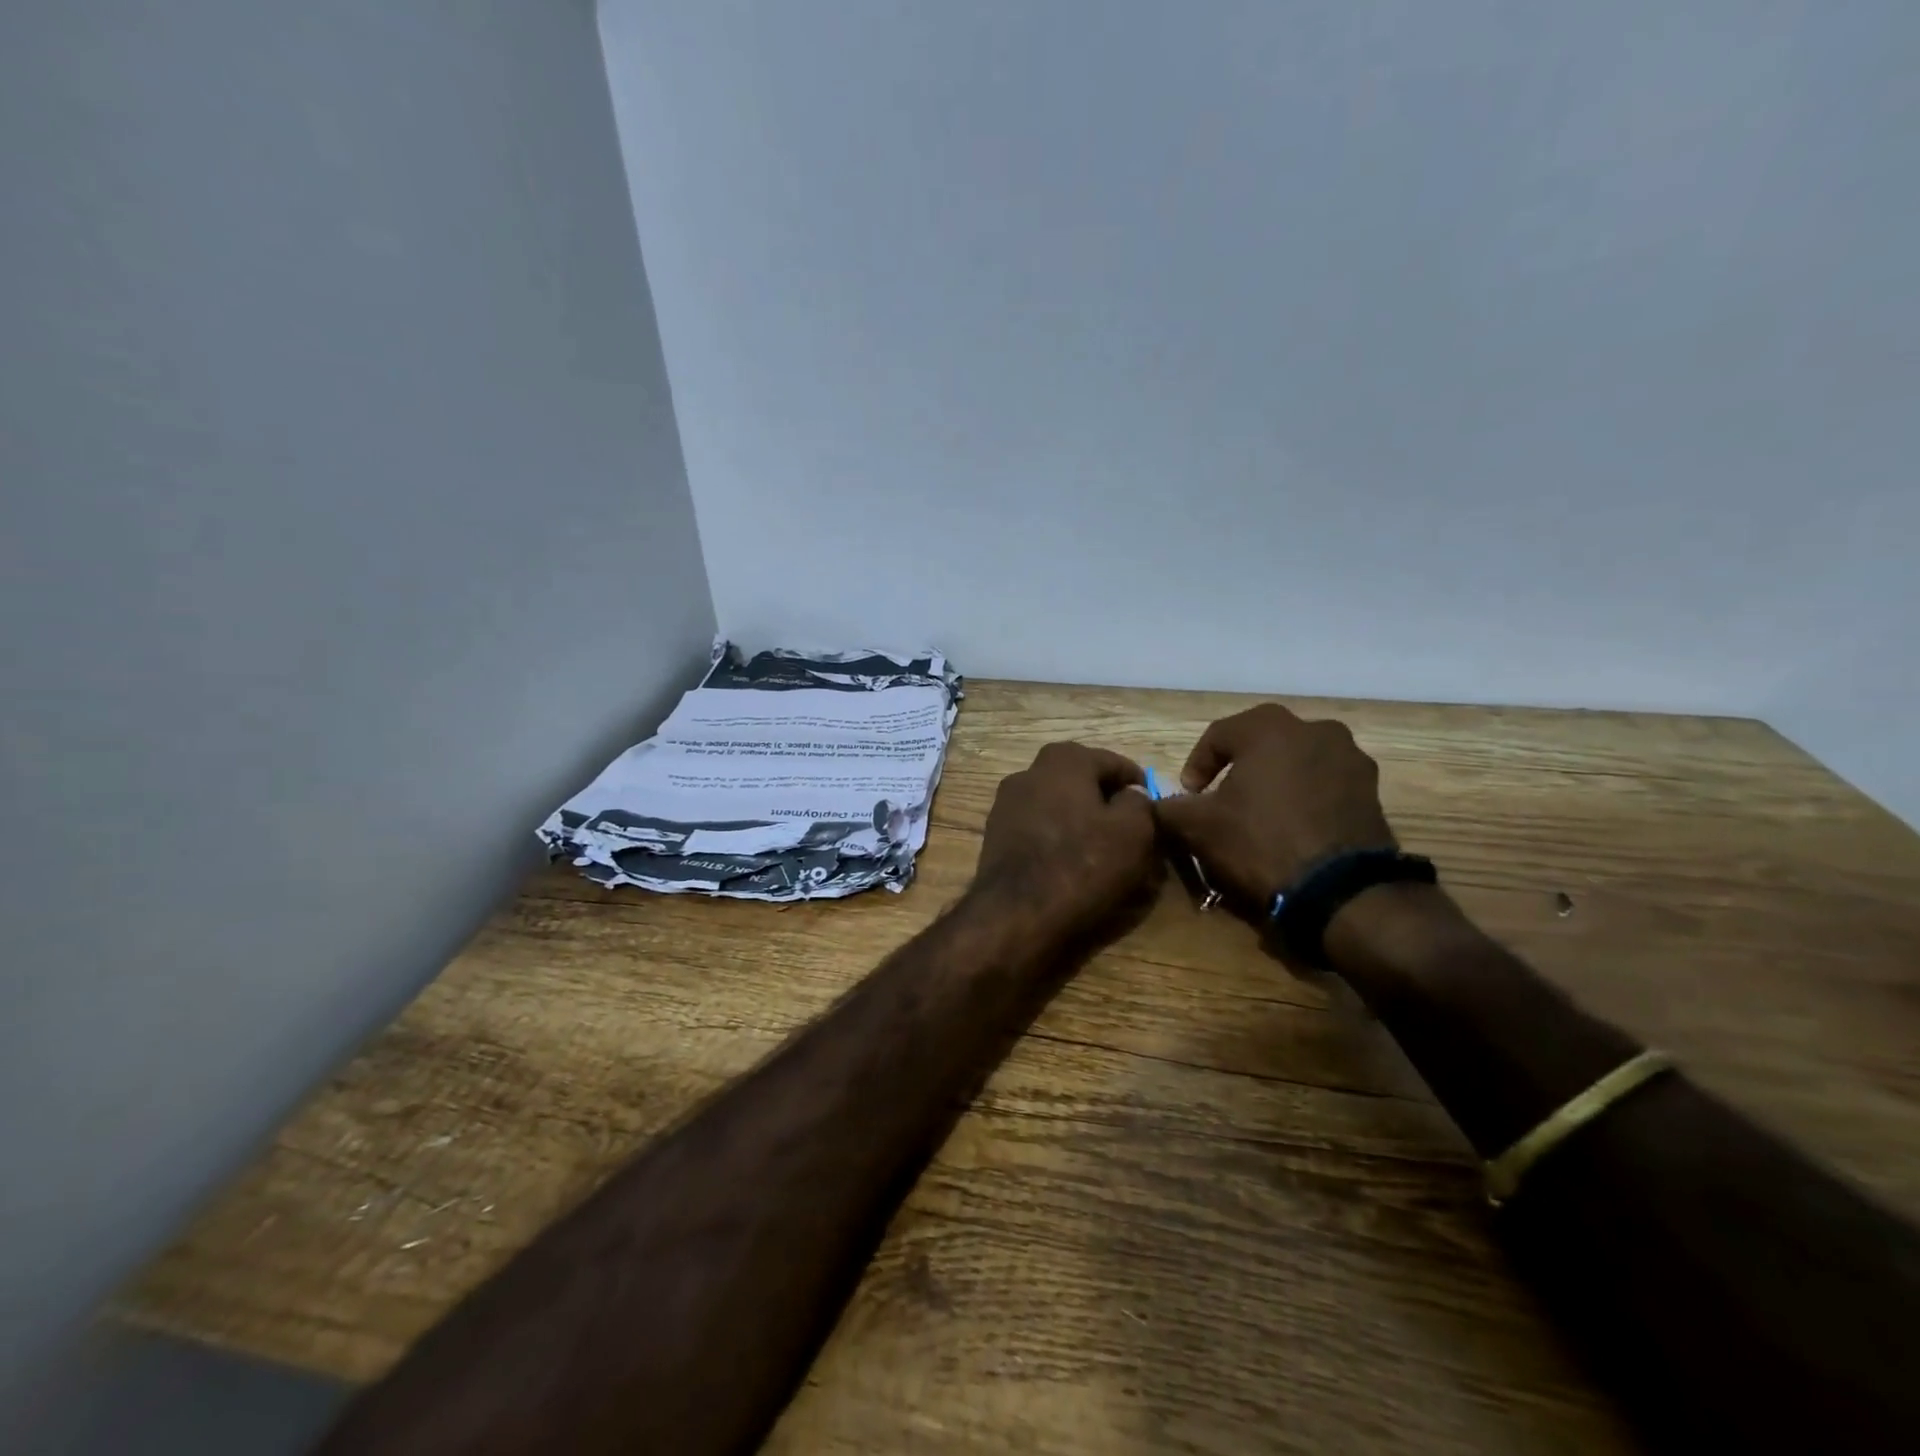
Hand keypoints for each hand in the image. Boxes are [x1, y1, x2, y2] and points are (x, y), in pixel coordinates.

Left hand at [972, 742, 1162, 944]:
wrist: (1016, 913)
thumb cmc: (1082, 864)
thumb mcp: (1133, 831)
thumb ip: (1140, 803)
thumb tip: (1131, 796)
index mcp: (1064, 759)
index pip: (1113, 762)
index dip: (1139, 785)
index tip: (1155, 809)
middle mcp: (1029, 772)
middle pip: (1081, 781)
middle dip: (1107, 801)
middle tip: (1130, 829)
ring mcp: (1007, 803)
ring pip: (1058, 805)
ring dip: (1081, 820)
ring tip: (1103, 850)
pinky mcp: (996, 835)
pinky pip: (1039, 829)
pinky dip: (1058, 839)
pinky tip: (1071, 864)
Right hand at [1151, 704, 1396, 911]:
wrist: (1340, 891)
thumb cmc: (1259, 842)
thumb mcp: (1197, 826)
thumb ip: (1169, 806)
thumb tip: (1157, 803)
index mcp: (1269, 727)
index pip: (1218, 735)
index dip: (1196, 766)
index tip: (1189, 796)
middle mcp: (1314, 728)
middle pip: (1261, 743)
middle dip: (1237, 767)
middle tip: (1222, 799)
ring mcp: (1350, 757)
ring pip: (1296, 761)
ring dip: (1274, 780)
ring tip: (1259, 814)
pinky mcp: (1372, 789)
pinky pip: (1324, 783)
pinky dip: (1303, 796)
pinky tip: (1291, 827)